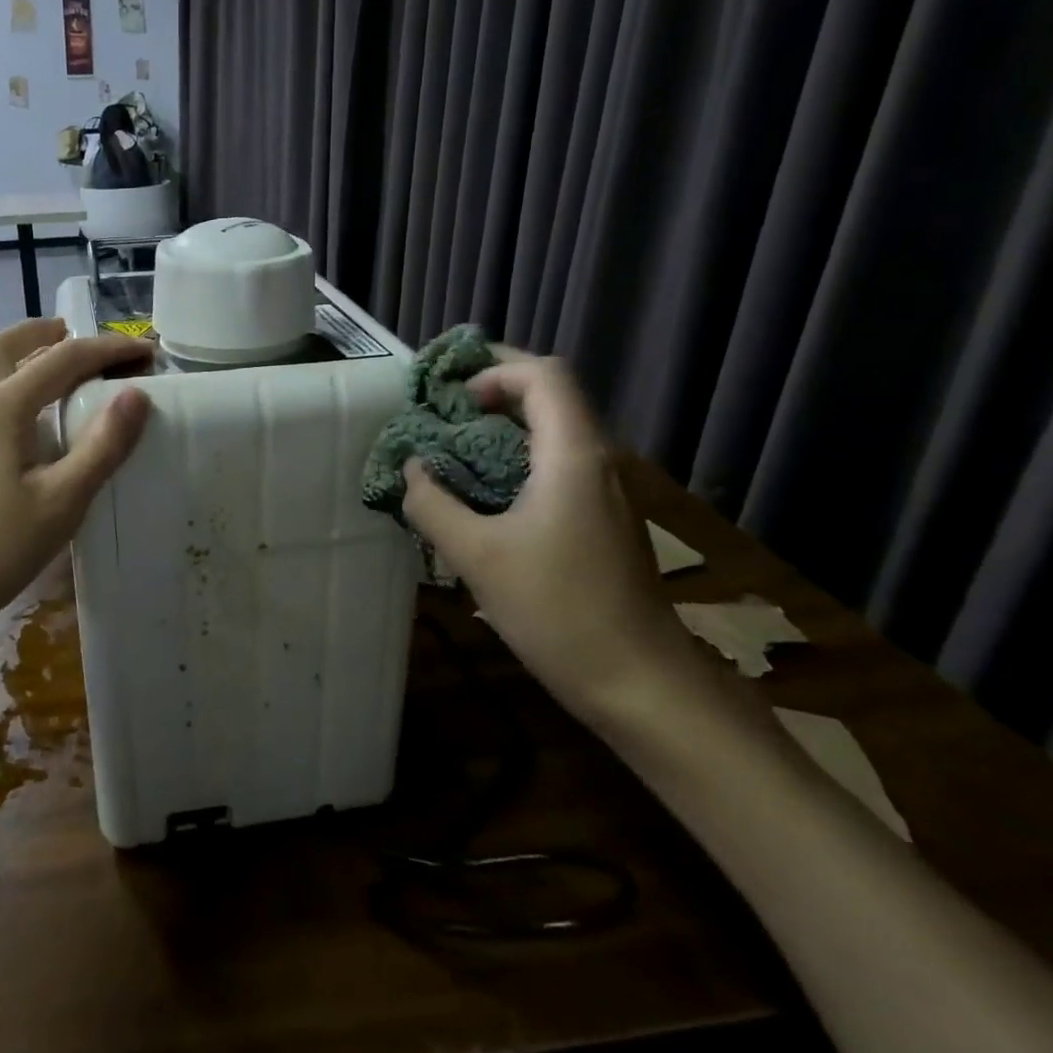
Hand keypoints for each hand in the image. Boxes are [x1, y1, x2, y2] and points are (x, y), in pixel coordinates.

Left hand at [0, 317, 151, 643]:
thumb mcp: (62, 501)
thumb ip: (102, 446)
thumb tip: (137, 395)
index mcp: (2, 407)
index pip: (64, 358)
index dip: (110, 350)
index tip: (150, 353)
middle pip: (6, 346)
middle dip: (46, 333)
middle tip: (85, 340)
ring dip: (28, 357)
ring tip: (67, 371)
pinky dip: (18, 386)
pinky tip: (39, 421)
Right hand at [402, 349, 727, 734]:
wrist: (640, 682)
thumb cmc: (558, 611)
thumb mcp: (477, 557)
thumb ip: (434, 505)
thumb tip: (412, 470)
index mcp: (573, 455)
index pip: (543, 376)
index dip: (494, 370)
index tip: (449, 397)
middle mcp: (596, 461)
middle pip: (550, 396)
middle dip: (493, 391)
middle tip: (440, 411)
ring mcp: (603, 491)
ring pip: (553, 431)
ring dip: (502, 427)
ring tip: (450, 447)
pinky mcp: (600, 519)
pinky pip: (556, 465)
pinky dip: (515, 459)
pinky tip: (482, 493)